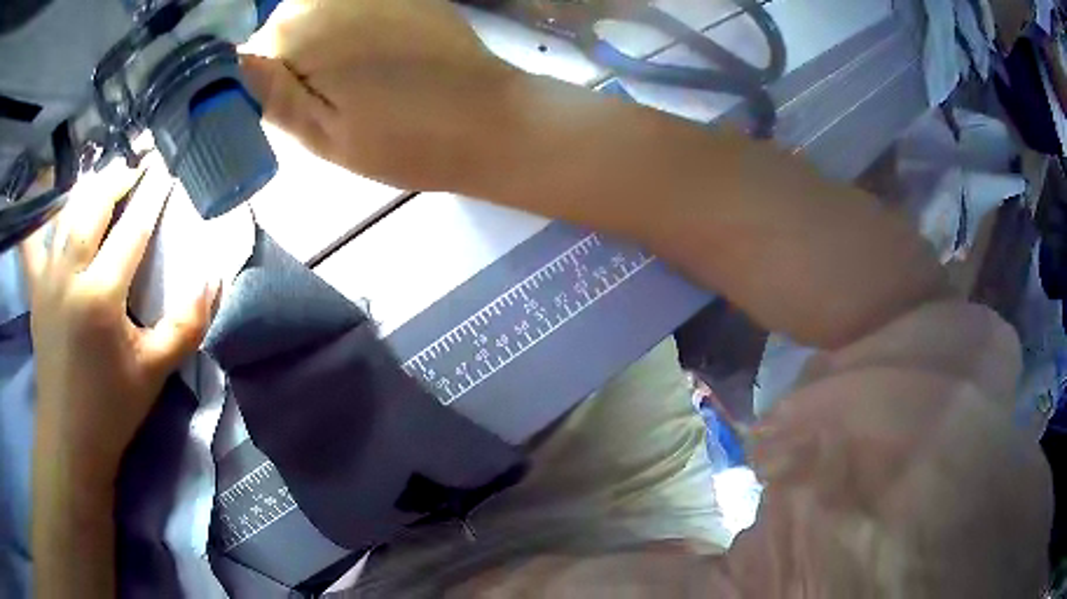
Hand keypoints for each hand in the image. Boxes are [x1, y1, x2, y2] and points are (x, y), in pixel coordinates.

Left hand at [22, 160, 219, 490]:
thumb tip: (212, 280)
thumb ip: (187, 325)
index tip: (165, 173)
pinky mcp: (35, 291)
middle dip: (116, 179)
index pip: (132, 228)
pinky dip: (38, 218)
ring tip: (103, 180)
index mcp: (101, 295)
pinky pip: (32, 243)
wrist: (70, 438)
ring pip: (66, 214)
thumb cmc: (112, 408)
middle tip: (134, 169)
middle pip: (94, 205)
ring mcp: (47, 279)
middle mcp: (70, 274)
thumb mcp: (156, 371)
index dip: (151, 196)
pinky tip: (44, 205)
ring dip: (87, 190)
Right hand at [240, 0, 520, 190]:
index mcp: (300, 30)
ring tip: (363, 75)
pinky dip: (354, 26)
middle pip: (285, 24)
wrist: (486, 119)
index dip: (269, 80)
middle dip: (297, 57)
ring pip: (318, 12)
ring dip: (326, 40)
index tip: (298, 106)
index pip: (252, 50)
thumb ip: (271, 93)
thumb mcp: (323, 134)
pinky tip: (380, 53)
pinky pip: (352, 7)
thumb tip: (231, 64)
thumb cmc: (403, 138)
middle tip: (334, 95)